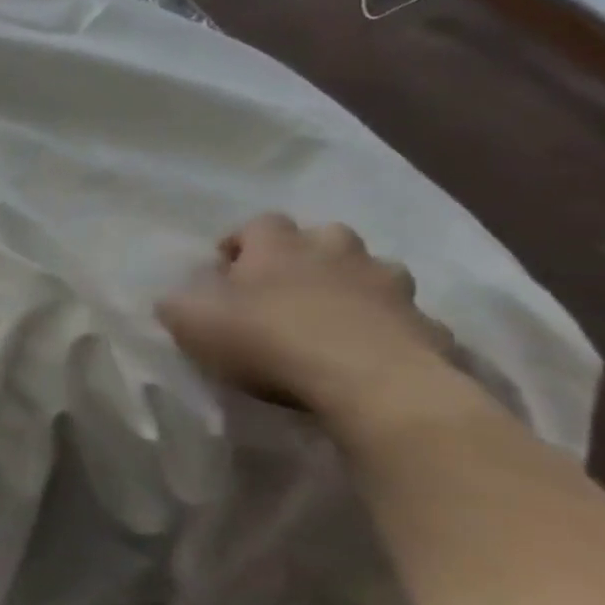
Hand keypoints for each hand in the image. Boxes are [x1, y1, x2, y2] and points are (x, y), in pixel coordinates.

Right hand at [156, 213, 456, 416]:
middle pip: (325, 236)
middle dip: (308, 255)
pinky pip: (407, 320)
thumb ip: (178, 305)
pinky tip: (376, 354)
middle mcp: (337, 253)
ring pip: (375, 271)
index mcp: (279, 247)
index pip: (259, 223)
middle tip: (286, 287)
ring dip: (356, 285)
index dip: (242, 242)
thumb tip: (175, 298)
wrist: (369, 381)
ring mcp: (390, 286)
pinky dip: (392, 329)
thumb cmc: (268, 340)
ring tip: (336, 318)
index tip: (226, 269)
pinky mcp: (428, 326)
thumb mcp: (193, 323)